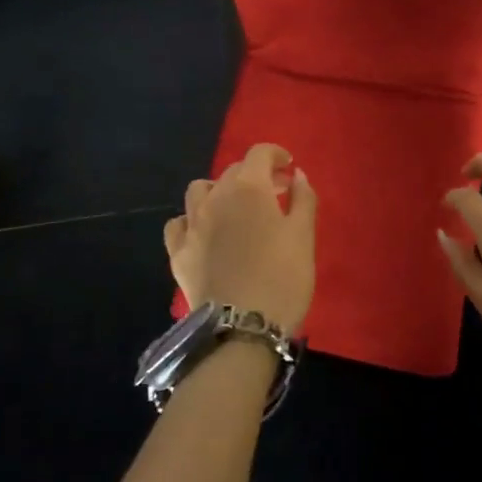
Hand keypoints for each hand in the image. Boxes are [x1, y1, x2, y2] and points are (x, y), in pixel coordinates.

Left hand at [165, 144, 316, 332]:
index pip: (259, 153)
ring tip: (235, 208)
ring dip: (219, 191)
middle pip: (233, 171)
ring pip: (199, 191)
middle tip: (275, 193)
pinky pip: (178, 224)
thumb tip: (297, 175)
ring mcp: (192, 225)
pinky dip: (191, 220)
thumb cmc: (283, 277)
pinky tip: (204, 232)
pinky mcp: (178, 253)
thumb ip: (303, 199)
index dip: (276, 154)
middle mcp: (215, 198)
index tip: (289, 167)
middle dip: (255, 174)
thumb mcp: (303, 236)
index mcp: (248, 188)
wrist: (242, 328)